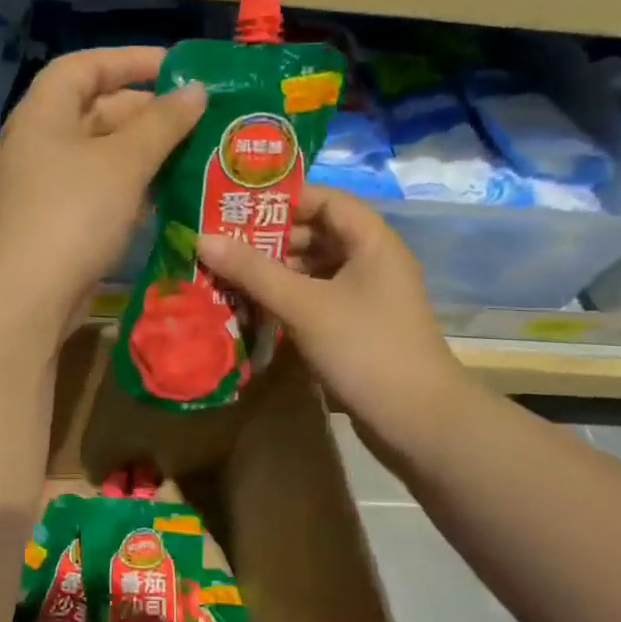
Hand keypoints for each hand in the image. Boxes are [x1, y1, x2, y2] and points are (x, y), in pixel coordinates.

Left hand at [0, 47, 205, 331]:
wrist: (28, 296)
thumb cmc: (74, 213)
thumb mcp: (124, 162)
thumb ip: (163, 122)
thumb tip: (196, 90)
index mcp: (45, 113)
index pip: (85, 66)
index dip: (130, 60)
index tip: (177, 67)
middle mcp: (43, 141)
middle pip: (98, 109)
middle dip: (148, 111)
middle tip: (200, 117)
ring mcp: (50, 183)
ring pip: (104, 152)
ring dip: (147, 151)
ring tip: (196, 152)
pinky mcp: (61, 218)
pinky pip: (103, 187)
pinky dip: (134, 184)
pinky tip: (171, 192)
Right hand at [196, 185, 472, 461]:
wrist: (419, 423)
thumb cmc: (365, 349)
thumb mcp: (304, 306)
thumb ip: (253, 271)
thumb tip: (201, 238)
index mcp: (371, 241)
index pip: (325, 199)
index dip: (283, 198)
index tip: (237, 206)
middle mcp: (372, 261)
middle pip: (316, 233)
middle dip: (269, 238)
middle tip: (222, 245)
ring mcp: (366, 296)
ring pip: (314, 269)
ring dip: (274, 272)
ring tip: (228, 276)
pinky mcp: (357, 327)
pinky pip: (316, 299)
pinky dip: (286, 299)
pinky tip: (253, 309)